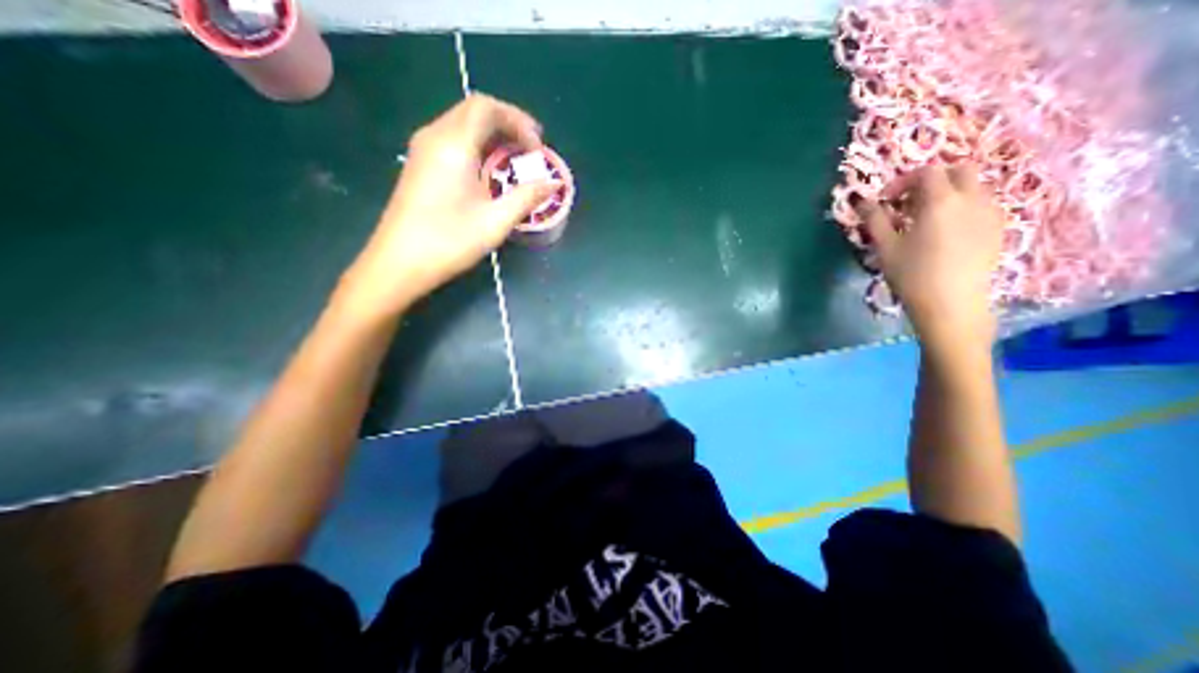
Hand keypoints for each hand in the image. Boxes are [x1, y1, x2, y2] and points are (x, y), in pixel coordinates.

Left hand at [335, 92, 559, 319]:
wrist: (399, 263)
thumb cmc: (449, 242)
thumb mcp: (495, 222)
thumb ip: (526, 198)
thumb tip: (553, 184)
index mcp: (453, 145)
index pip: (487, 108)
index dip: (518, 121)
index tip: (537, 149)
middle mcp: (435, 136)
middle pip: (474, 110)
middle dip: (508, 123)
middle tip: (533, 149)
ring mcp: (423, 150)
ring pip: (463, 124)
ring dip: (493, 134)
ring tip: (516, 158)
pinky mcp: (420, 165)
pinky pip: (453, 140)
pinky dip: (478, 146)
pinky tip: (490, 170)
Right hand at [857, 162, 1003, 349]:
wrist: (951, 303)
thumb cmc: (912, 274)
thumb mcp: (886, 247)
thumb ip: (874, 219)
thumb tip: (862, 201)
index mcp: (941, 201)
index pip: (926, 171)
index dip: (903, 181)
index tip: (886, 201)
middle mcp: (972, 198)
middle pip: (958, 170)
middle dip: (932, 180)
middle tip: (909, 202)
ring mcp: (991, 212)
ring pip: (974, 186)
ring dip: (949, 192)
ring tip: (927, 218)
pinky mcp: (999, 228)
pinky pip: (982, 203)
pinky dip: (963, 206)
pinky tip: (947, 231)